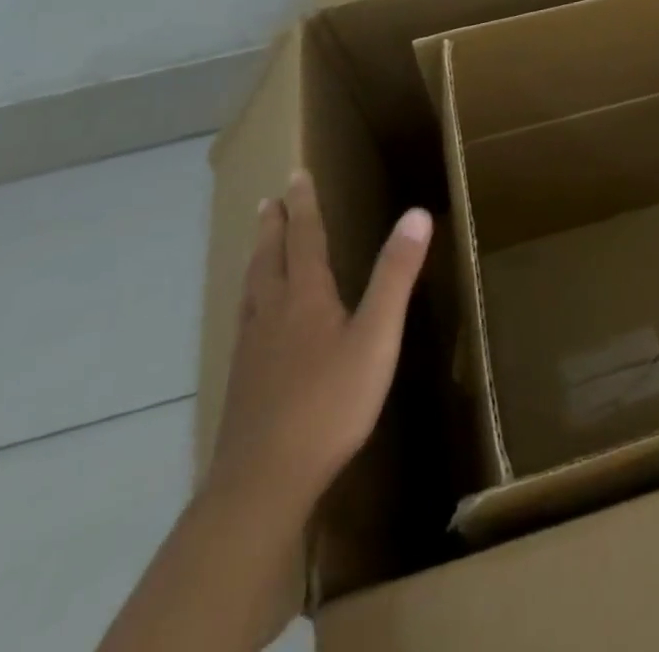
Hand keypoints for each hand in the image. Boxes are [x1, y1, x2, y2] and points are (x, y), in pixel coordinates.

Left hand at [207, 169, 432, 521]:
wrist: (262, 483)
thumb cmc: (329, 404)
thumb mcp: (377, 336)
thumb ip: (396, 275)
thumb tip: (416, 213)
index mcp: (306, 297)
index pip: (304, 238)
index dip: (304, 205)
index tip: (296, 175)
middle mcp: (272, 313)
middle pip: (269, 258)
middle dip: (273, 226)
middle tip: (269, 200)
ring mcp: (251, 349)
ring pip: (251, 289)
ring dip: (257, 258)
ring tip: (257, 246)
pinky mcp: (242, 382)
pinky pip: (244, 320)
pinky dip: (250, 298)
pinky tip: (253, 319)